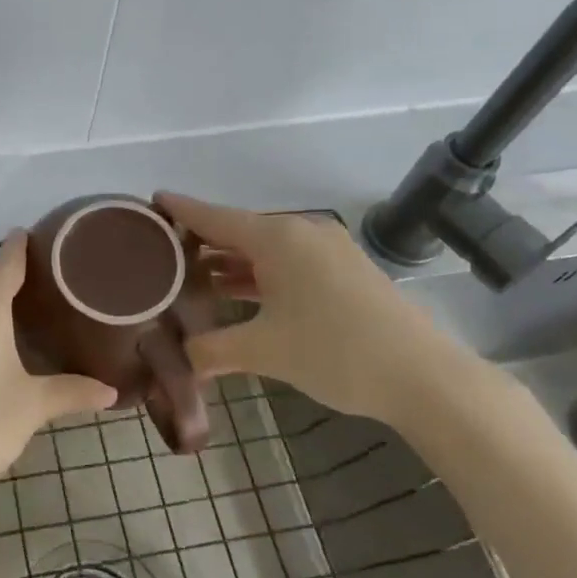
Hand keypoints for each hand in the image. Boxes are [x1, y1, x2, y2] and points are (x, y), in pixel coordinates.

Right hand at [157, 192, 487, 430]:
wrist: (425, 376)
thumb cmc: (335, 351)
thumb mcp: (264, 351)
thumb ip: (212, 350)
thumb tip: (182, 359)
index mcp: (277, 239)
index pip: (214, 217)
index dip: (181, 209)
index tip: (151, 200)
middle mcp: (301, 233)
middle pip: (239, 230)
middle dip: (202, 241)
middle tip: (163, 252)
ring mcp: (327, 251)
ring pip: (264, 249)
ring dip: (231, 262)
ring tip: (192, 275)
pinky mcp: (344, 271)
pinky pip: (287, 263)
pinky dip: (259, 274)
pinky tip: (239, 292)